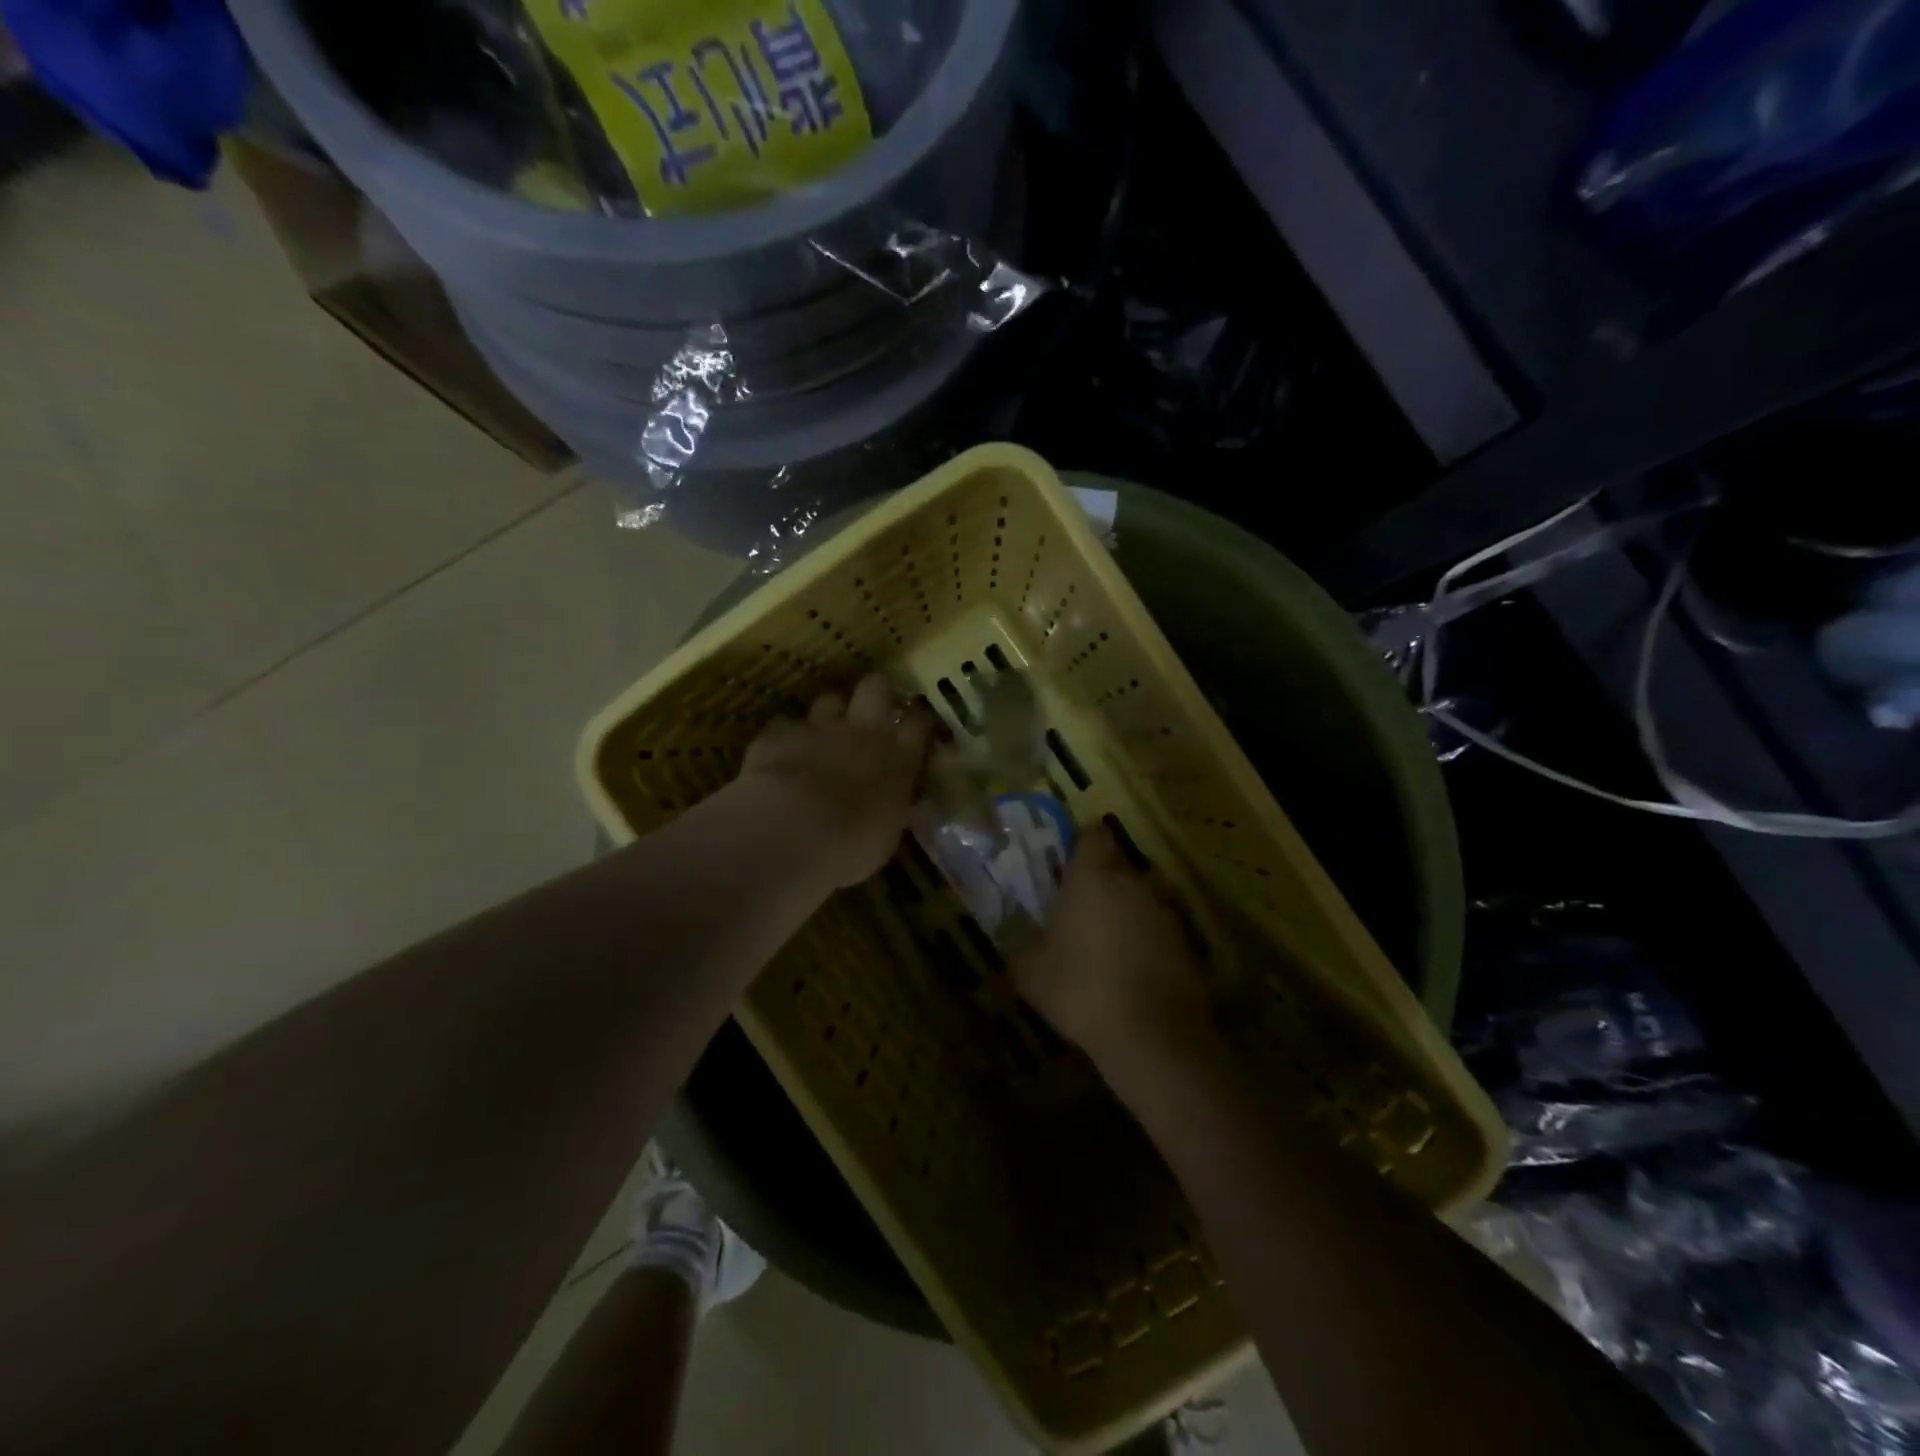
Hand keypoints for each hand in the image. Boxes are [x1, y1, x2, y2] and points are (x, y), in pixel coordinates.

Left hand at [737, 674, 935, 889]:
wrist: (792, 834)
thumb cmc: (852, 847)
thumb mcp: (887, 834)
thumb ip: (891, 806)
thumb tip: (892, 802)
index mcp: (898, 759)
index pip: (919, 722)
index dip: (917, 720)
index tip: (915, 727)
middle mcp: (863, 732)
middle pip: (876, 687)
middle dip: (875, 693)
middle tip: (871, 710)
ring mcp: (819, 728)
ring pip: (830, 699)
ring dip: (829, 714)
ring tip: (824, 734)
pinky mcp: (778, 734)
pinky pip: (784, 725)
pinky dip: (785, 738)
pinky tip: (780, 754)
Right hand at [1010, 826, 1212, 1067]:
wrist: (1152, 1035)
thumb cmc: (1080, 988)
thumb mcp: (1029, 970)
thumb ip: (1019, 941)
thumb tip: (1014, 932)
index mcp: (1093, 876)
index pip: (1092, 834)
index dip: (1079, 845)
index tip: (1064, 867)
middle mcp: (1133, 882)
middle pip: (1116, 866)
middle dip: (1099, 883)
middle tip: (1077, 912)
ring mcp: (1165, 911)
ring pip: (1139, 898)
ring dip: (1123, 913)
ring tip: (1104, 948)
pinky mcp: (1186, 943)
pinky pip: (1158, 930)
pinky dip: (1145, 942)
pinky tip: (1130, 974)